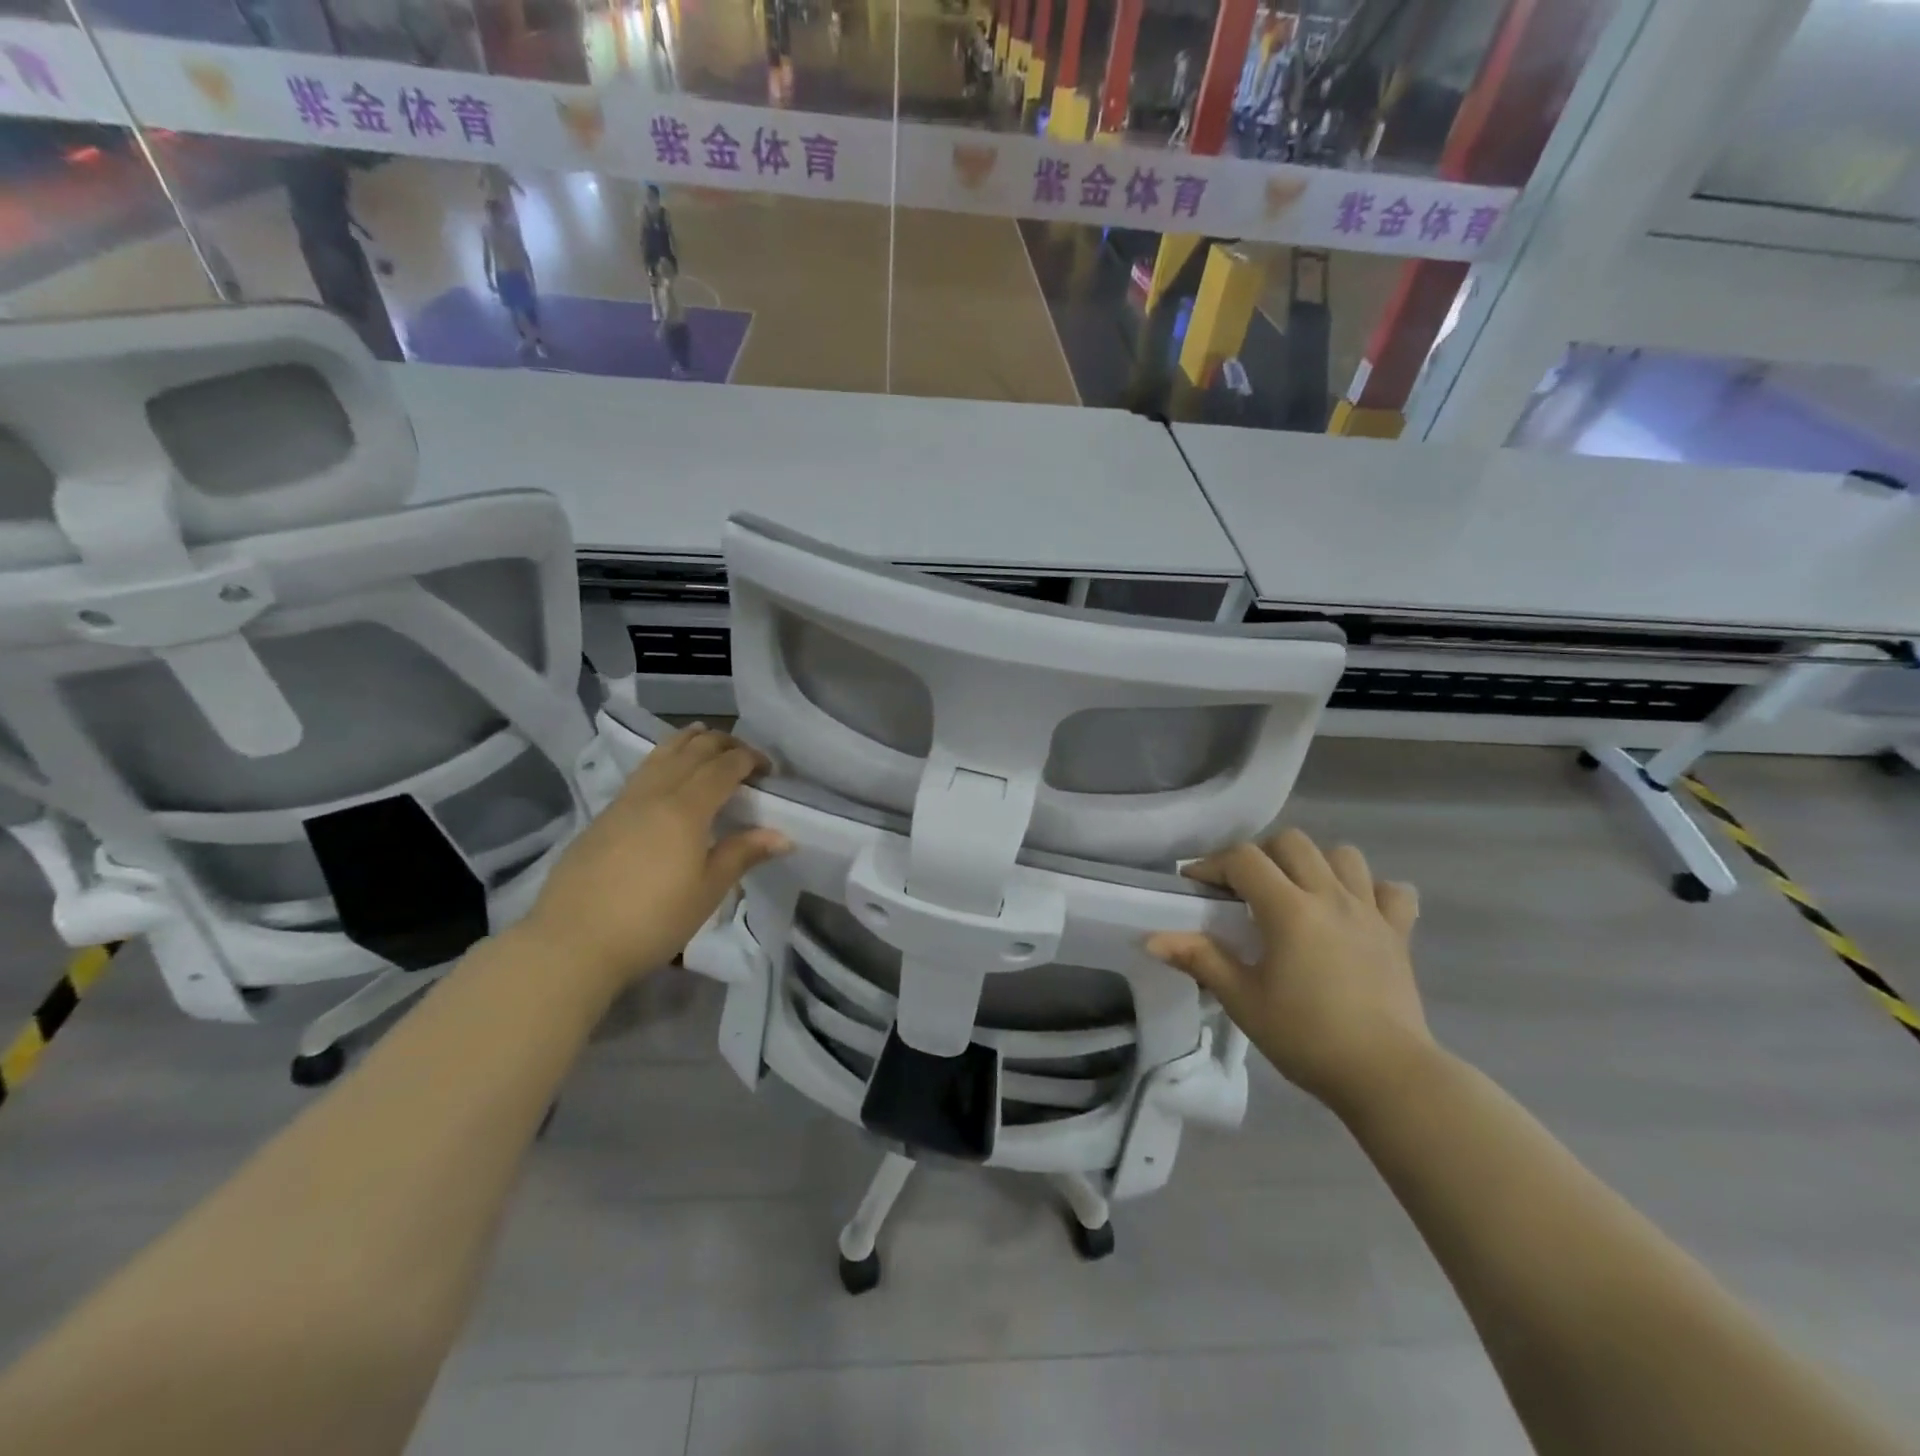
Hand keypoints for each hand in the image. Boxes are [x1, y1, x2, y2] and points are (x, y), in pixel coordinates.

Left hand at [521, 726, 788, 993]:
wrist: (572, 942)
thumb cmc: (653, 919)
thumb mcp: (707, 890)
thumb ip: (743, 854)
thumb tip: (783, 836)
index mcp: (686, 808)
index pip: (723, 767)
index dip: (749, 759)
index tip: (769, 768)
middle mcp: (655, 793)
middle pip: (692, 751)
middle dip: (722, 743)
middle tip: (744, 753)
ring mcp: (624, 802)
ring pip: (660, 754)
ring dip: (687, 741)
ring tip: (703, 737)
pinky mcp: (603, 816)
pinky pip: (642, 772)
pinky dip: (663, 758)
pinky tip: (665, 771)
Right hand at [1146, 829, 1430, 1117]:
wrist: (1387, 1077)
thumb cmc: (1306, 1037)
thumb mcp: (1243, 1000)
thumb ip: (1201, 959)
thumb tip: (1153, 939)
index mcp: (1289, 909)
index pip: (1244, 858)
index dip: (1213, 864)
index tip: (1196, 886)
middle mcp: (1330, 897)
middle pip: (1292, 842)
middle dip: (1261, 855)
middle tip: (1246, 890)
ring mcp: (1370, 912)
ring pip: (1343, 855)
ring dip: (1316, 864)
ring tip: (1299, 893)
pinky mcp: (1399, 934)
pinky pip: (1392, 892)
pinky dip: (1371, 891)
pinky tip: (1355, 911)